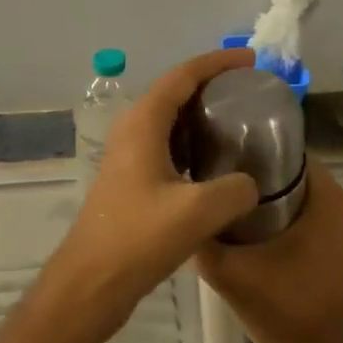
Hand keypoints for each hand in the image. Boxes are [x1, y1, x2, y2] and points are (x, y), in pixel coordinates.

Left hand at [44, 50, 262, 341]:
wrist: (92, 282)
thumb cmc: (138, 239)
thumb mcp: (198, 212)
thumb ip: (235, 190)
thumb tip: (250, 184)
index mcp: (142, 124)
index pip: (182, 76)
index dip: (217, 63)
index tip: (250, 60)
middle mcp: (132, 132)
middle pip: (174, 93)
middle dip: (212, 85)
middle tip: (250, 91)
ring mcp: (128, 158)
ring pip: (169, 122)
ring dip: (201, 116)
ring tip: (239, 121)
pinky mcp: (130, 182)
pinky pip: (166, 148)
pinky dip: (192, 144)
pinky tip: (216, 163)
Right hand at [196, 155, 342, 342]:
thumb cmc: (279, 308)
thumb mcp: (228, 270)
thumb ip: (201, 235)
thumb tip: (177, 205)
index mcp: (330, 200)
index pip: (290, 152)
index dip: (252, 147)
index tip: (216, 150)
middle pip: (291, 170)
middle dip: (252, 169)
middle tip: (209, 173)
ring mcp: (340, 226)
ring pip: (294, 192)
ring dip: (261, 192)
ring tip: (219, 194)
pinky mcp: (332, 243)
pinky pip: (300, 211)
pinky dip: (274, 211)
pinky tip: (238, 220)